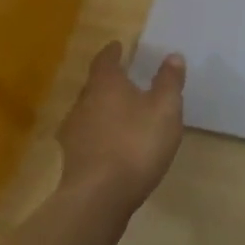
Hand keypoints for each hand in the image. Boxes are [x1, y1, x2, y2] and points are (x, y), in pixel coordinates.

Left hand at [57, 42, 185, 214]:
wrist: (98, 198)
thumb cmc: (135, 143)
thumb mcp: (165, 109)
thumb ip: (169, 81)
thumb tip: (172, 56)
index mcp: (105, 84)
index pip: (105, 60)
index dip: (113, 52)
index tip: (119, 46)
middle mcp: (83, 103)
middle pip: (94, 85)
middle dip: (109, 82)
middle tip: (127, 80)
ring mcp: (73, 134)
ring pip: (89, 112)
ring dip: (104, 110)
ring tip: (123, 113)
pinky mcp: (72, 161)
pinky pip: (88, 137)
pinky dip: (100, 135)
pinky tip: (114, 145)